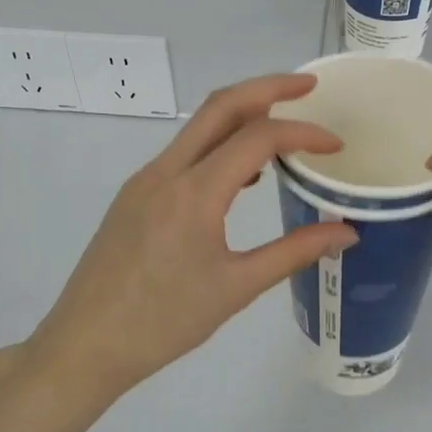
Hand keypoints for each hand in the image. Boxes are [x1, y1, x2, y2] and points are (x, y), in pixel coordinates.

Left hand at [21, 74, 357, 400]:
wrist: (84, 345)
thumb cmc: (163, 323)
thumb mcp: (237, 288)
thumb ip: (294, 252)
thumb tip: (346, 232)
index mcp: (194, 193)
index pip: (257, 138)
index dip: (303, 133)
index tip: (335, 146)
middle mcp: (166, 172)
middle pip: (220, 105)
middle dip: (268, 87)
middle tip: (308, 87)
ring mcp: (144, 180)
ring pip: (198, 126)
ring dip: (241, 114)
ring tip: (282, 127)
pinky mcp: (134, 195)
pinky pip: (183, 153)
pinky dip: (218, 144)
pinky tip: (241, 176)